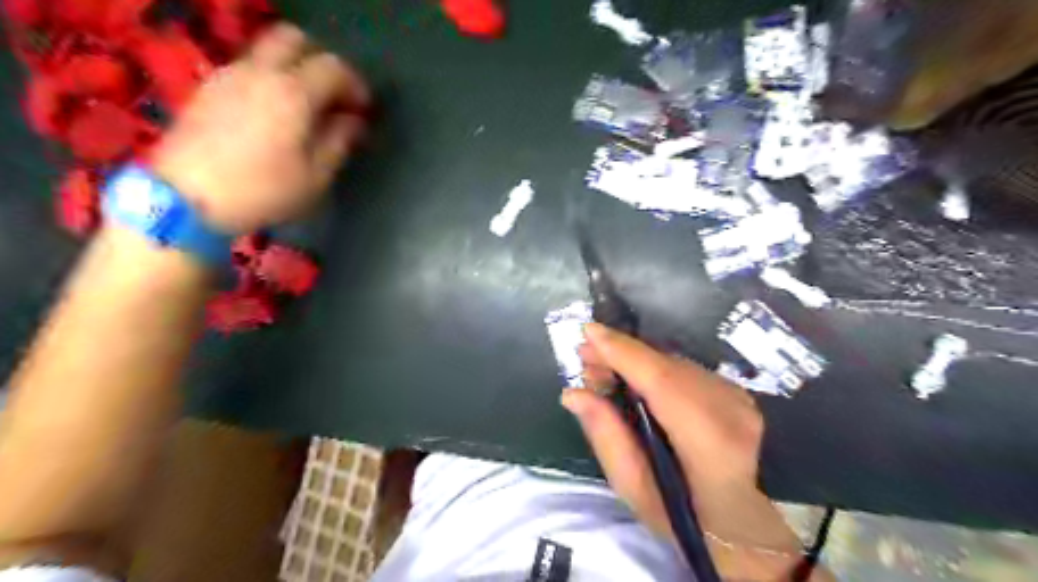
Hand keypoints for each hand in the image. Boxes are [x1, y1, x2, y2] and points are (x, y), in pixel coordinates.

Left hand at [150, 23, 367, 232]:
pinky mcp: (208, 88)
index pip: (333, 67)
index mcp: (294, 93)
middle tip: (332, 94)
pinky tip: (273, 113)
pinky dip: (268, 79)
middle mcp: (260, 72)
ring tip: (304, 106)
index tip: (362, 110)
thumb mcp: (315, 176)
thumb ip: (339, 142)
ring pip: (267, 51)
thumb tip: (353, 122)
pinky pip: (246, 68)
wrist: (186, 198)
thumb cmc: (263, 190)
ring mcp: (229, 76)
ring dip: (292, 69)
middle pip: (294, 39)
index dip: (355, 85)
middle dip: (319, 61)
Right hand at [564, 323, 764, 536]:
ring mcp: (738, 398)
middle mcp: (730, 410)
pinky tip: (632, 376)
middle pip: (666, 365)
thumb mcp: (634, 488)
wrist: (743, 523)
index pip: (662, 382)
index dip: (624, 353)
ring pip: (675, 362)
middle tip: (584, 355)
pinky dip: (654, 366)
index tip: (589, 332)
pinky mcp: (737, 391)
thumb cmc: (684, 515)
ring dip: (635, 359)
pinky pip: (685, 369)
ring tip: (602, 367)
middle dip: (622, 353)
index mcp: (710, 443)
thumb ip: (606, 436)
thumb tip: (573, 393)